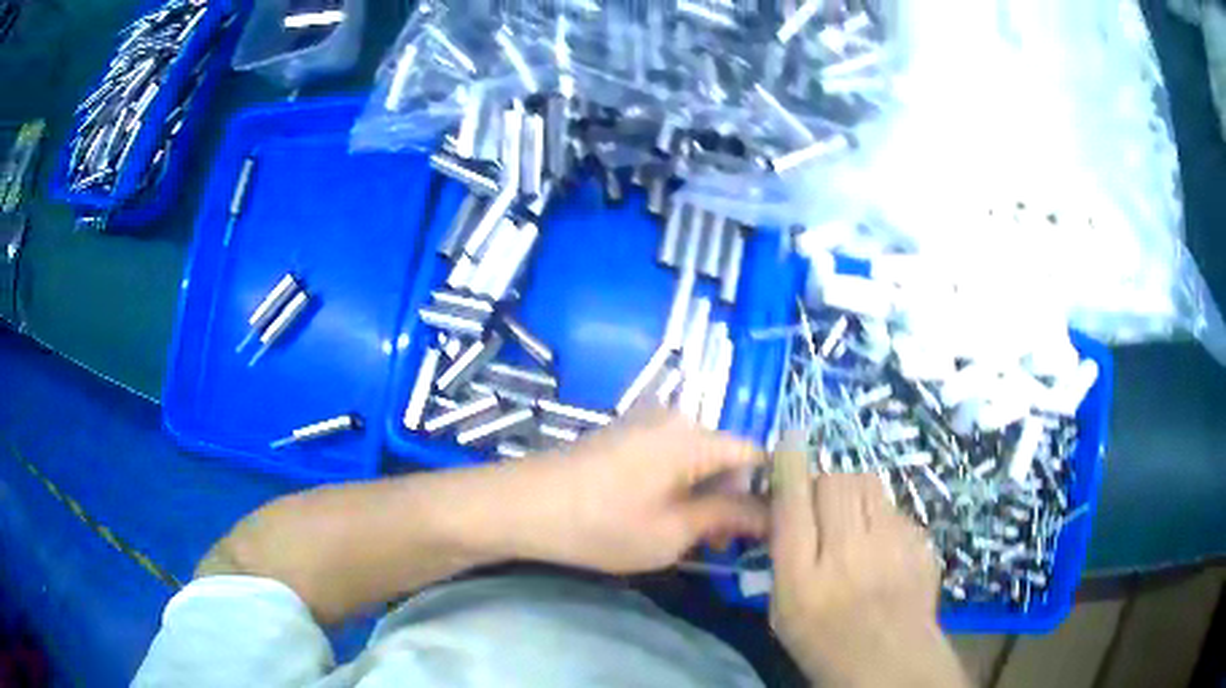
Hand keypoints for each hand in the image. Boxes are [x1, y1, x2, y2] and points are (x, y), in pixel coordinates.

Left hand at [506, 407, 768, 573]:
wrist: (523, 505)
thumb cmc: (603, 524)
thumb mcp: (674, 531)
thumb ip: (728, 517)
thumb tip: (770, 514)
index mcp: (694, 436)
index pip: (755, 455)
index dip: (767, 491)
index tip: (766, 530)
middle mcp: (675, 417)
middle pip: (726, 457)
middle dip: (731, 500)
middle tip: (719, 545)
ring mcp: (646, 423)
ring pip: (698, 459)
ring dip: (704, 496)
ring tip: (689, 537)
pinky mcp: (624, 434)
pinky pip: (670, 456)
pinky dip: (678, 485)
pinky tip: (660, 516)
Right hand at [769, 434, 967, 687]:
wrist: (892, 662)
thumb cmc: (826, 645)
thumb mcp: (784, 613)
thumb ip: (783, 560)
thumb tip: (787, 513)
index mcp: (803, 578)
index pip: (793, 503)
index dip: (790, 465)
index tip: (790, 440)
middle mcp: (847, 554)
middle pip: (835, 483)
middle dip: (824, 481)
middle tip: (822, 502)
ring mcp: (890, 545)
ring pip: (868, 484)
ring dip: (853, 491)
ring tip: (853, 517)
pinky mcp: (919, 541)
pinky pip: (893, 508)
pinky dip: (880, 516)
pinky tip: (881, 545)